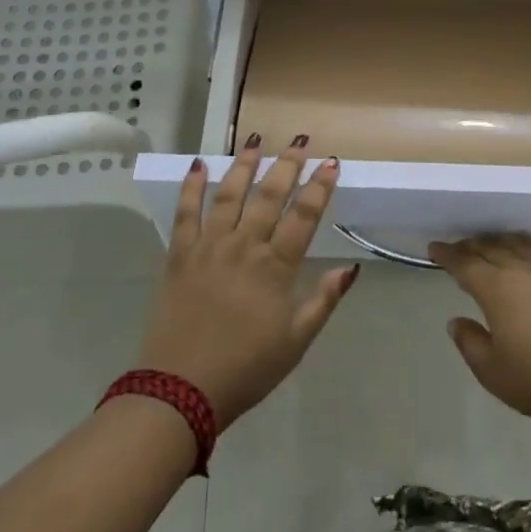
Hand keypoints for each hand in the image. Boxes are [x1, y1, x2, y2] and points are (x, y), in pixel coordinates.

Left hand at [136, 136, 357, 427]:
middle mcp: (244, 246)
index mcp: (275, 267)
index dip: (319, 187)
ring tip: (255, 140)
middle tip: (298, 140)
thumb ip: (323, 301)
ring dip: (244, 164)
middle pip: (269, 196)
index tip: (330, 163)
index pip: (304, 216)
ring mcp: (208, 246)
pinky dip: (191, 187)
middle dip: (286, 165)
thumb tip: (351, 268)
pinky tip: (197, 165)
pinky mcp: (179, 254)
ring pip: (229, 194)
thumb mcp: (296, 342)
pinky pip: (185, 212)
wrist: (180, 391)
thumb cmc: (246, 369)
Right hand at [430, 234, 530, 435]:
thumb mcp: (492, 371)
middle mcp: (520, 268)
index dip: (447, 255)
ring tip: (485, 246)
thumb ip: (469, 342)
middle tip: (455, 250)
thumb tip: (456, 320)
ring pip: (514, 242)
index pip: (464, 263)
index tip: (434, 249)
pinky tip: (522, 248)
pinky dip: (524, 242)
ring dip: (494, 241)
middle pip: (488, 247)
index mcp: (496, 288)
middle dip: (468, 246)